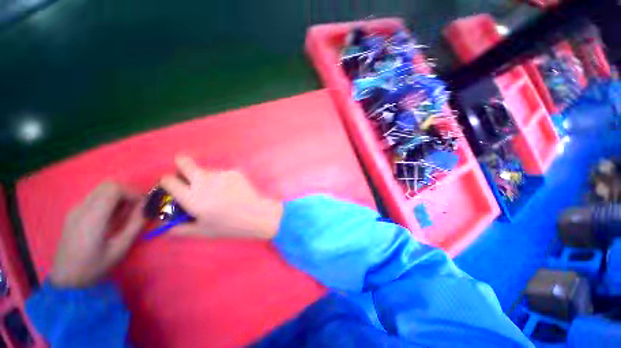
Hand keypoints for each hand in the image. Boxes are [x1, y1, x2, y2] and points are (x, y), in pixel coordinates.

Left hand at [50, 182, 144, 287]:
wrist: (67, 280)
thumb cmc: (95, 266)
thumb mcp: (120, 248)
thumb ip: (135, 224)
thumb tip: (147, 207)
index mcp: (92, 217)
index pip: (114, 188)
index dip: (133, 192)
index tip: (143, 205)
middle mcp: (81, 208)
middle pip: (108, 185)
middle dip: (127, 193)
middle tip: (136, 208)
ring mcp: (75, 209)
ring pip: (102, 189)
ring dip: (118, 197)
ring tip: (124, 215)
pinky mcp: (74, 213)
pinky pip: (95, 197)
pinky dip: (109, 201)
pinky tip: (111, 218)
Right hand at [159, 156, 282, 239]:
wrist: (256, 214)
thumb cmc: (229, 226)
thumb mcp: (203, 231)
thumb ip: (180, 229)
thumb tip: (163, 227)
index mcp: (193, 198)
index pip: (168, 180)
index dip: (167, 182)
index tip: (172, 185)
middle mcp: (204, 183)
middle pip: (184, 162)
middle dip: (181, 165)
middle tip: (187, 174)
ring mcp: (221, 175)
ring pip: (206, 171)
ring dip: (207, 178)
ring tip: (219, 192)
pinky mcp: (233, 172)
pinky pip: (222, 174)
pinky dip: (223, 180)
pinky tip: (232, 191)